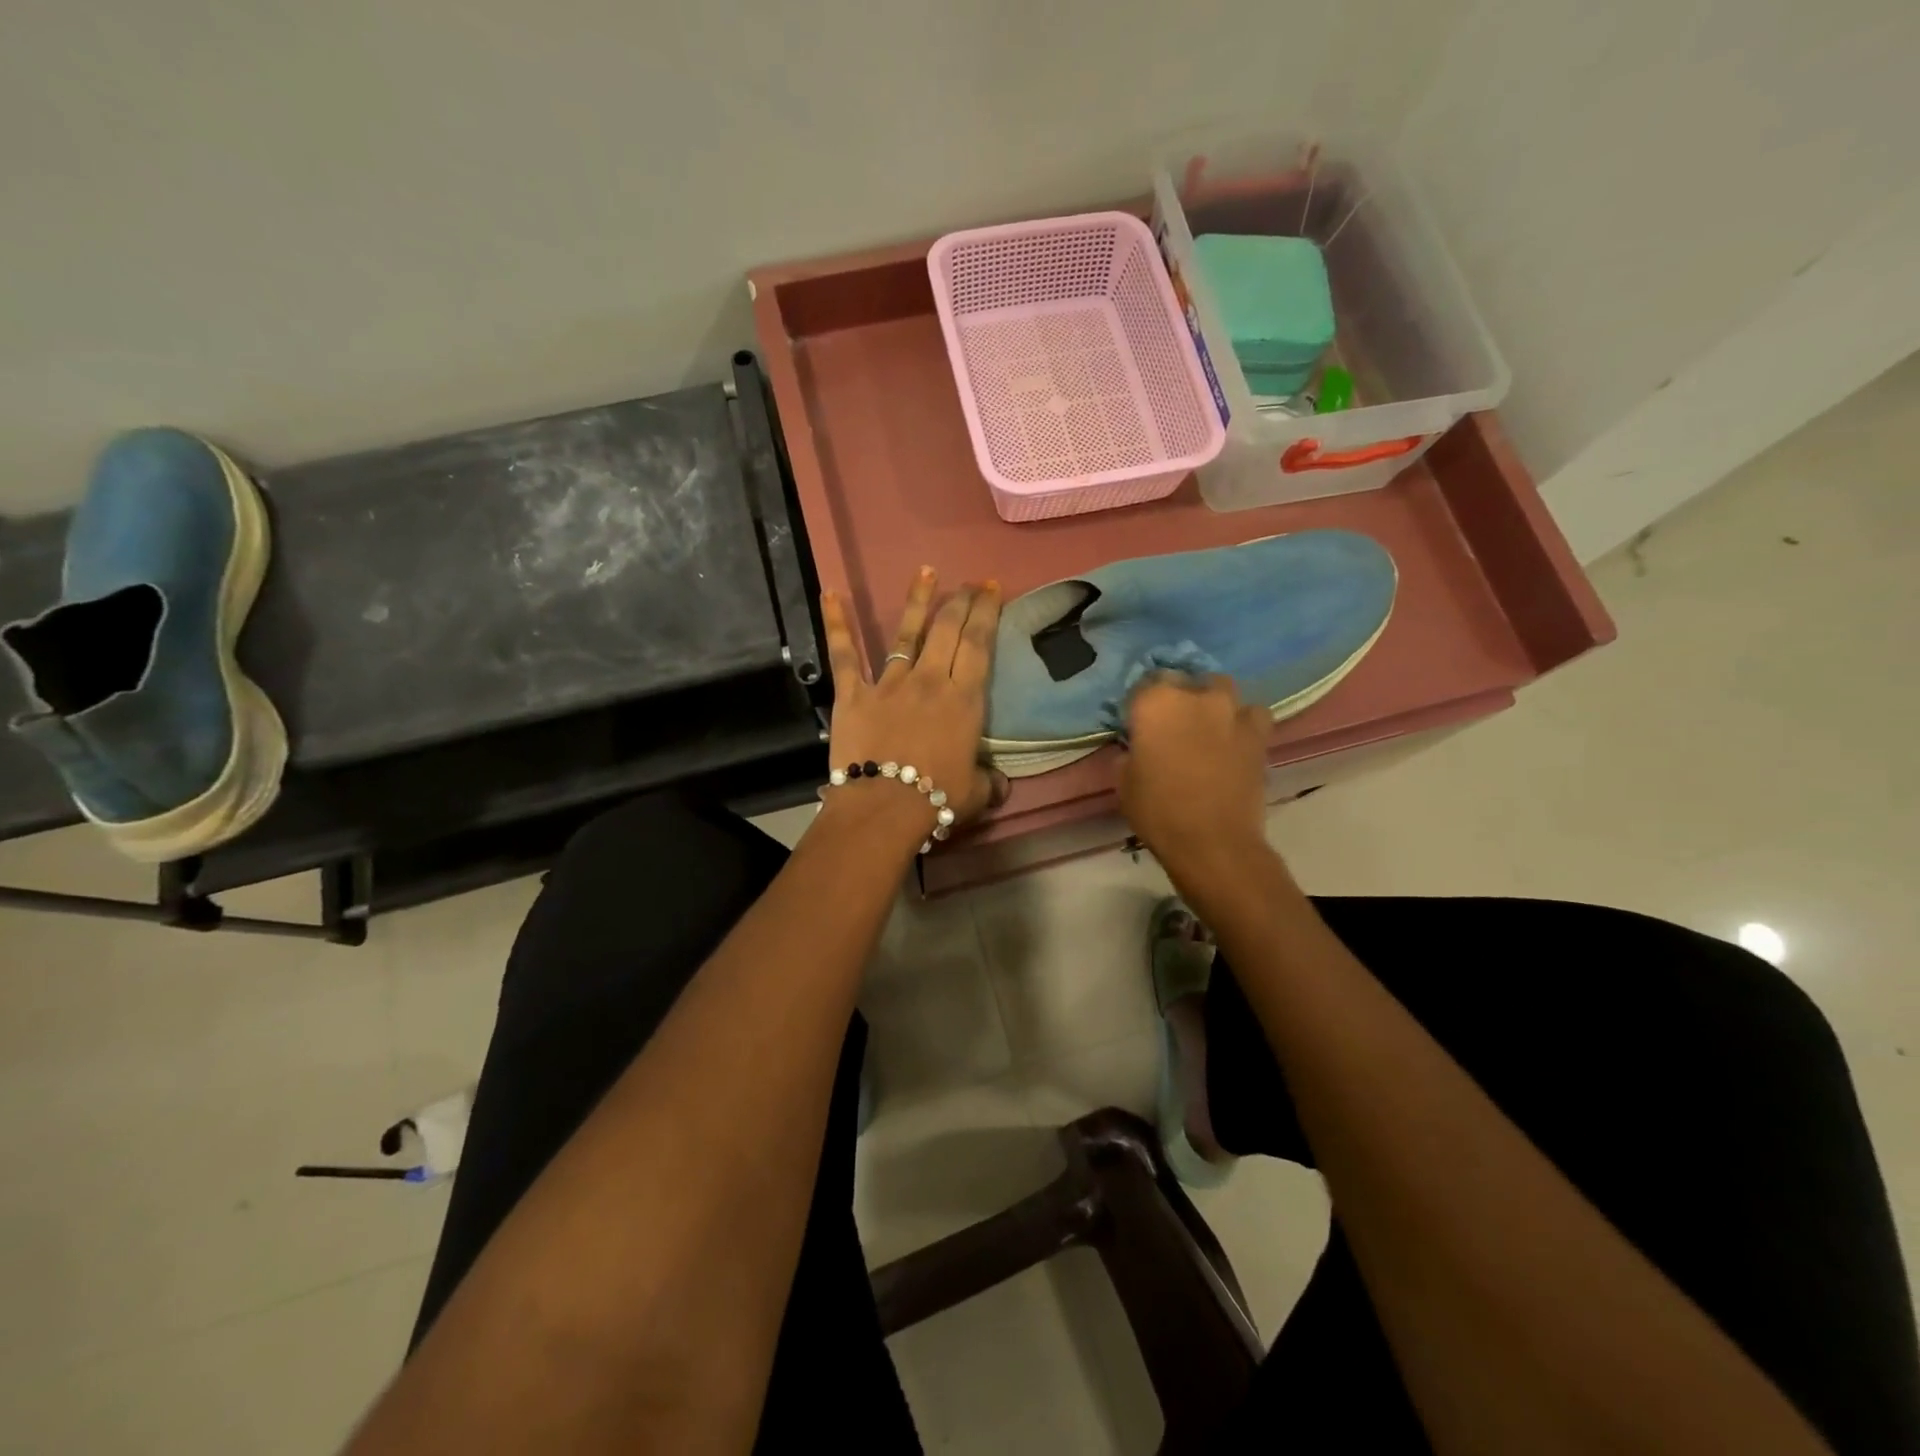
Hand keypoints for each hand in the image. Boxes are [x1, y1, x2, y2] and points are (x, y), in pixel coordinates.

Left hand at [820, 569, 1005, 838]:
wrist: (884, 807)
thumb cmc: (936, 798)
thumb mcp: (976, 792)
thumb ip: (989, 781)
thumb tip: (1000, 784)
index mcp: (963, 699)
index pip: (979, 644)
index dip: (987, 612)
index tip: (992, 589)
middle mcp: (929, 680)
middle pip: (948, 629)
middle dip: (961, 600)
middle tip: (970, 582)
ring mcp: (890, 683)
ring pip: (906, 632)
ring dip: (917, 599)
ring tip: (926, 571)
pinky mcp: (854, 693)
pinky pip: (845, 654)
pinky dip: (837, 623)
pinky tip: (831, 593)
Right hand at [1119, 675, 1272, 880]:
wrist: (1213, 841)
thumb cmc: (1158, 811)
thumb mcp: (1123, 782)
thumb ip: (1129, 752)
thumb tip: (1137, 746)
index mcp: (1155, 703)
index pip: (1143, 686)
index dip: (1140, 705)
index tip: (1138, 725)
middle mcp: (1195, 695)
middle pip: (1183, 681)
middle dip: (1176, 697)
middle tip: (1171, 725)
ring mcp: (1231, 711)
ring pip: (1220, 689)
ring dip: (1211, 701)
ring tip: (1205, 726)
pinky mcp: (1259, 732)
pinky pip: (1251, 714)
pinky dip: (1242, 721)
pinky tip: (1234, 738)